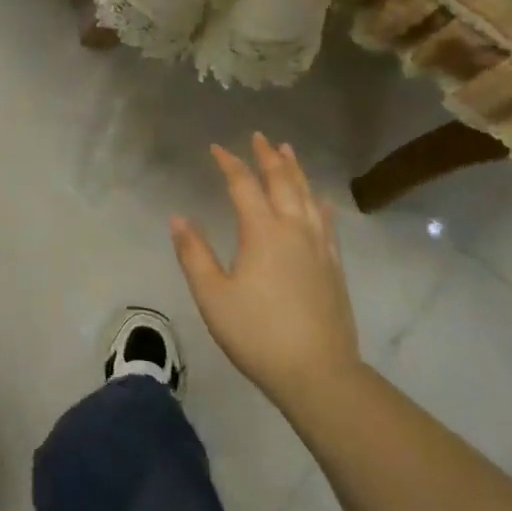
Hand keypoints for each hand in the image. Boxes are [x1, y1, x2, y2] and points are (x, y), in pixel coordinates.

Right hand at [170, 132, 359, 415]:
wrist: (318, 373)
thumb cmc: (257, 333)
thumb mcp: (213, 296)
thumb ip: (194, 253)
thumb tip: (179, 218)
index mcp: (263, 231)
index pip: (244, 185)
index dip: (229, 163)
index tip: (216, 148)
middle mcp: (294, 229)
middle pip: (282, 181)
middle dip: (268, 157)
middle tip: (259, 137)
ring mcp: (319, 246)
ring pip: (307, 196)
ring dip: (296, 170)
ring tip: (288, 151)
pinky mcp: (333, 265)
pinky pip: (326, 220)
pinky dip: (318, 201)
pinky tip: (319, 198)